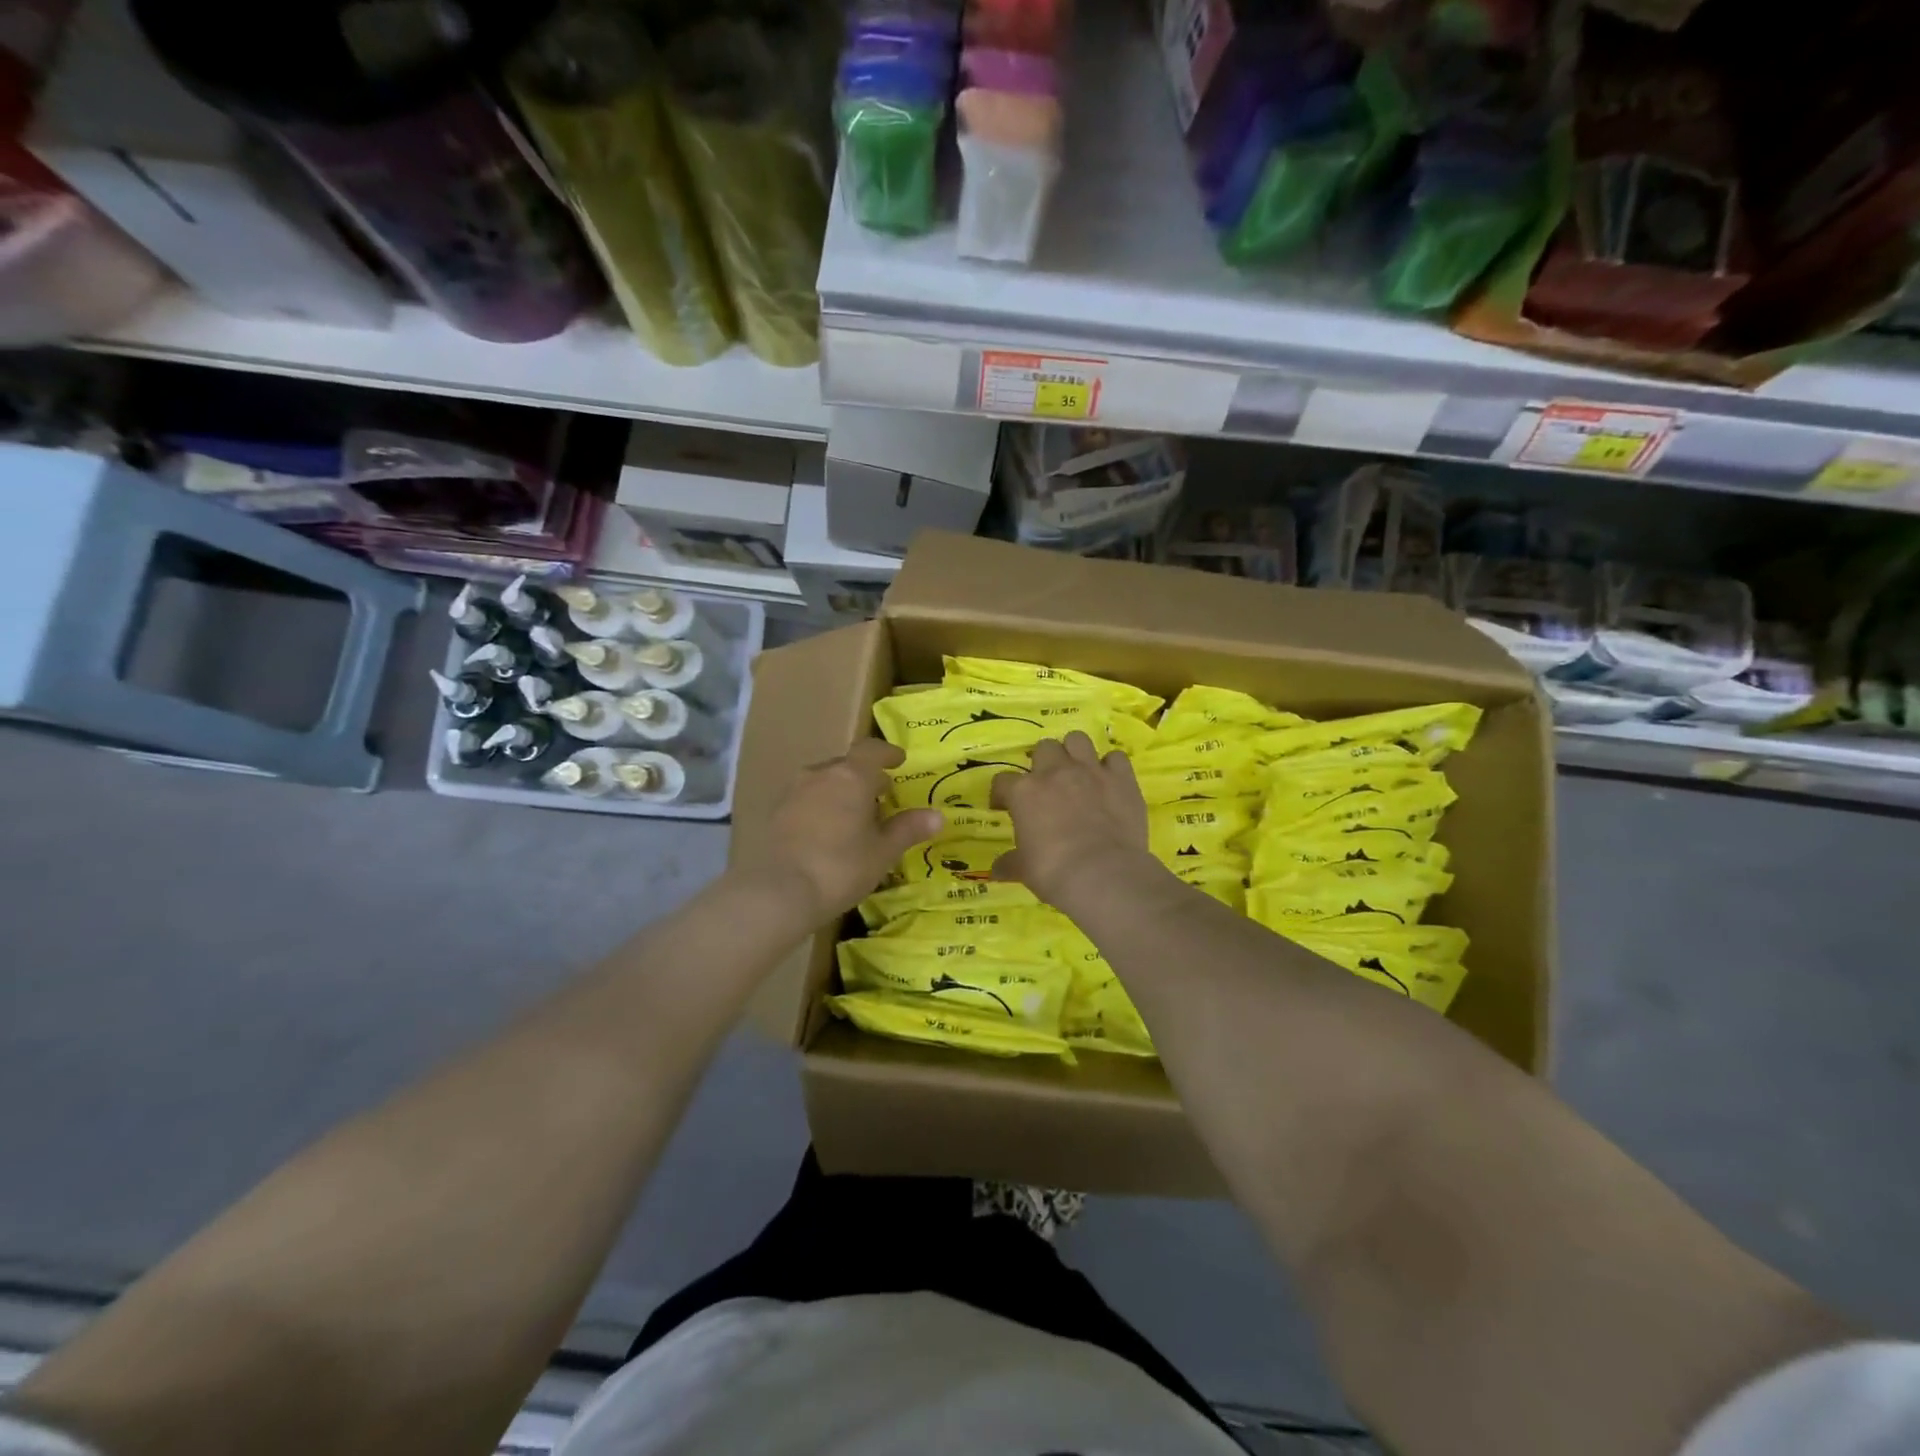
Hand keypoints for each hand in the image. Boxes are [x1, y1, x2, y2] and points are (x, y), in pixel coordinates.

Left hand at [748, 739, 942, 921]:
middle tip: (880, 796)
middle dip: (865, 777)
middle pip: (846, 766)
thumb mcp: (882, 852)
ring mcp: (793, 792)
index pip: (872, 750)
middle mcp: (820, 774)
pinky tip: (826, 832)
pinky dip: (820, 807)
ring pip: (823, 782)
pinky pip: (805, 800)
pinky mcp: (774, 813)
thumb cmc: (840, 867)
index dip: (887, 753)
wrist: (778, 892)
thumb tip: (937, 815)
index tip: (899, 761)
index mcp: (851, 776)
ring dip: (841, 792)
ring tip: (853, 816)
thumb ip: (908, 829)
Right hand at [989, 732, 1153, 907]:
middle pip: (1044, 747)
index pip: (1003, 781)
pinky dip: (1111, 767)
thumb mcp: (1024, 870)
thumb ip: (1010, 863)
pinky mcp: (1122, 778)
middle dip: (1043, 762)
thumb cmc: (1054, 871)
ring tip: (1077, 773)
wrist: (1103, 874)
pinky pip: (1116, 758)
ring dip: (1075, 753)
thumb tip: (996, 870)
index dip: (1002, 794)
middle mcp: (1056, 772)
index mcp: (1025, 792)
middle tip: (1047, 785)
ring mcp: (1091, 771)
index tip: (1004, 808)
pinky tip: (1110, 782)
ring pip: (1078, 739)